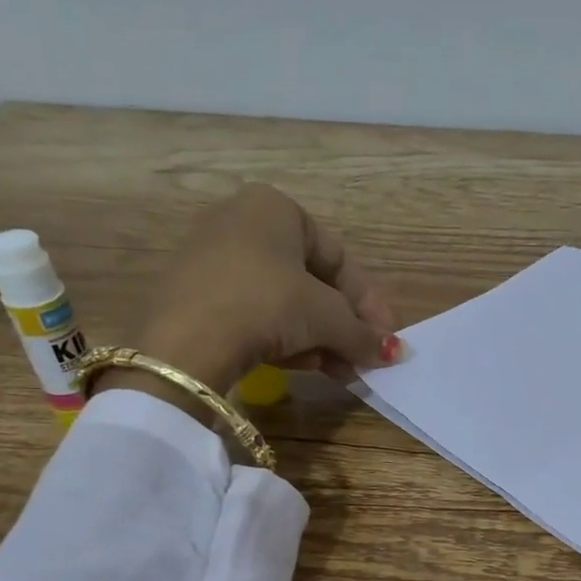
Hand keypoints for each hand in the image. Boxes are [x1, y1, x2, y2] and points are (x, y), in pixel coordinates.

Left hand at [96, 184, 397, 417]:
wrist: (186, 341)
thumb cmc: (268, 304)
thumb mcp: (327, 318)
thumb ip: (364, 334)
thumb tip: (394, 353)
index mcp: (275, 209)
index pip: (339, 258)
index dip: (369, 302)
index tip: (386, 338)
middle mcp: (242, 223)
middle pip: (313, 282)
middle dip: (344, 326)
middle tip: (365, 358)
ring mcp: (215, 260)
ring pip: (286, 302)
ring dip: (320, 339)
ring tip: (341, 371)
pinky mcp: (198, 297)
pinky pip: (256, 314)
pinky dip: (286, 339)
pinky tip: (306, 368)